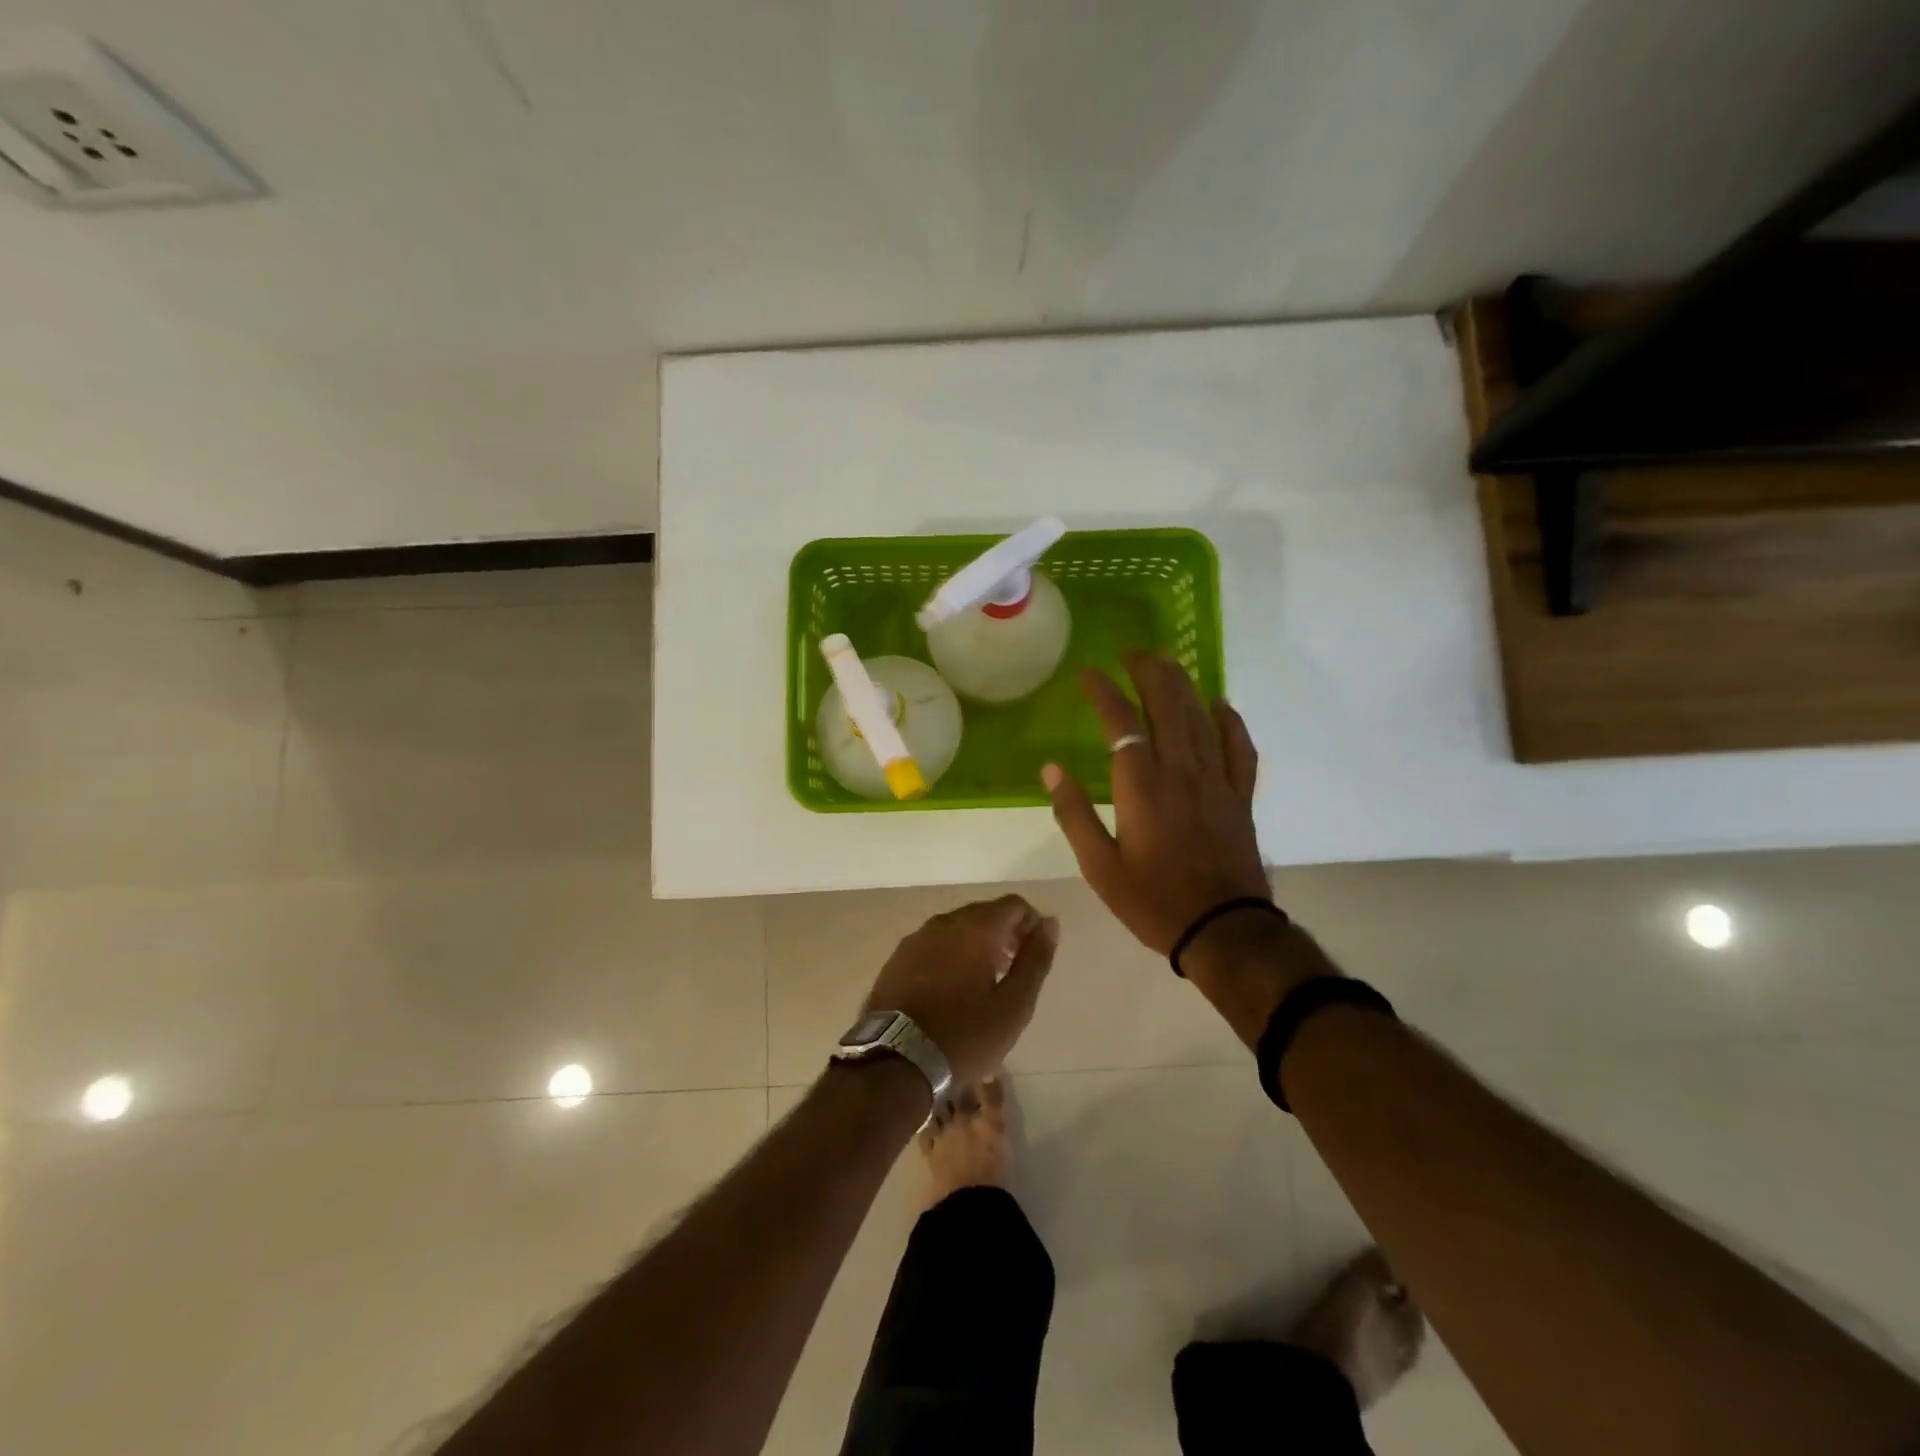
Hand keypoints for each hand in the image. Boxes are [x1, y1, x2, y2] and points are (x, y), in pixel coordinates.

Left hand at [864, 896, 1058, 1085]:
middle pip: (984, 913)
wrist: (896, 1061)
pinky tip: (951, 991)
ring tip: (983, 985)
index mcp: (975, 927)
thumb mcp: (1014, 1004)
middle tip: (1012, 973)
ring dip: (976, 945)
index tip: (1033, 956)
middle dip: (1004, 935)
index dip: (1031, 924)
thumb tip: (1050, 923)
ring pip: (956, 929)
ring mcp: (916, 939)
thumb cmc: (965, 1034)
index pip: (1013, 905)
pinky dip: (949, 956)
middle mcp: (944, 922)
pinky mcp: (897, 959)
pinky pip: (933, 945)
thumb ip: (1035, 959)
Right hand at [1042, 652, 1267, 954]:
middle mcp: (1180, 770)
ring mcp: (1215, 779)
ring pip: (1201, 717)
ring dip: (1183, 684)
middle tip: (1132, 652)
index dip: (1103, 691)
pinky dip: (1230, 720)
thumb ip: (1074, 814)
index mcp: (1141, 786)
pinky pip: (1239, 747)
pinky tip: (1220, 703)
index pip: (1120, 722)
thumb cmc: (1153, 901)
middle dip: (1148, 671)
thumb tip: (1051, 769)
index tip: (1089, 673)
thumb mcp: (1099, 867)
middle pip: (1166, 704)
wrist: (1223, 929)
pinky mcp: (1240, 795)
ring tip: (1167, 663)